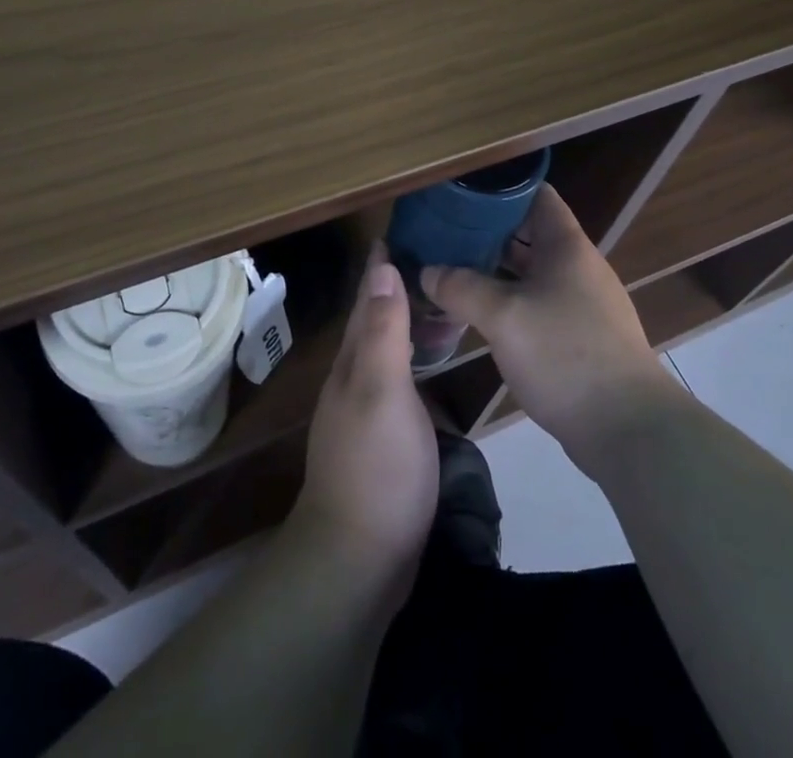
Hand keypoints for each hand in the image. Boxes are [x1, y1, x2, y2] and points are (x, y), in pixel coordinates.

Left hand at [289, 244, 438, 598]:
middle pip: (374, 320)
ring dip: (406, 321)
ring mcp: (366, 411)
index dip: (382, 266)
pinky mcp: (382, 438)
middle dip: (395, 286)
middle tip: (434, 259)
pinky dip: (414, 357)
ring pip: (386, 349)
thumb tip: (382, 266)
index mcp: (354, 361)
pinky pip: (398, 378)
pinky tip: (431, 363)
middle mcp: (354, 378)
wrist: (359, 560)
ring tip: (438, 302)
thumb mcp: (383, 391)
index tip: (399, 231)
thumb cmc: (377, 467)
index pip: (367, 298)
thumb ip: (383, 331)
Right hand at [423, 186, 683, 466]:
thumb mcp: (503, 317)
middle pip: (530, 233)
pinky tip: (479, 314)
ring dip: (496, 269)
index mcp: (566, 246)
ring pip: (532, 272)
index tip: (462, 191)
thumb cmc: (565, 355)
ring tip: (451, 268)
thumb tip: (426, 271)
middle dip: (488, 231)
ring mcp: (582, 303)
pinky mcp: (581, 337)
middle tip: (444, 232)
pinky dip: (509, 301)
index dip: (501, 188)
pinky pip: (538, 304)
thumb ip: (461, 288)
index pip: (536, 195)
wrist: (629, 430)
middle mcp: (577, 267)